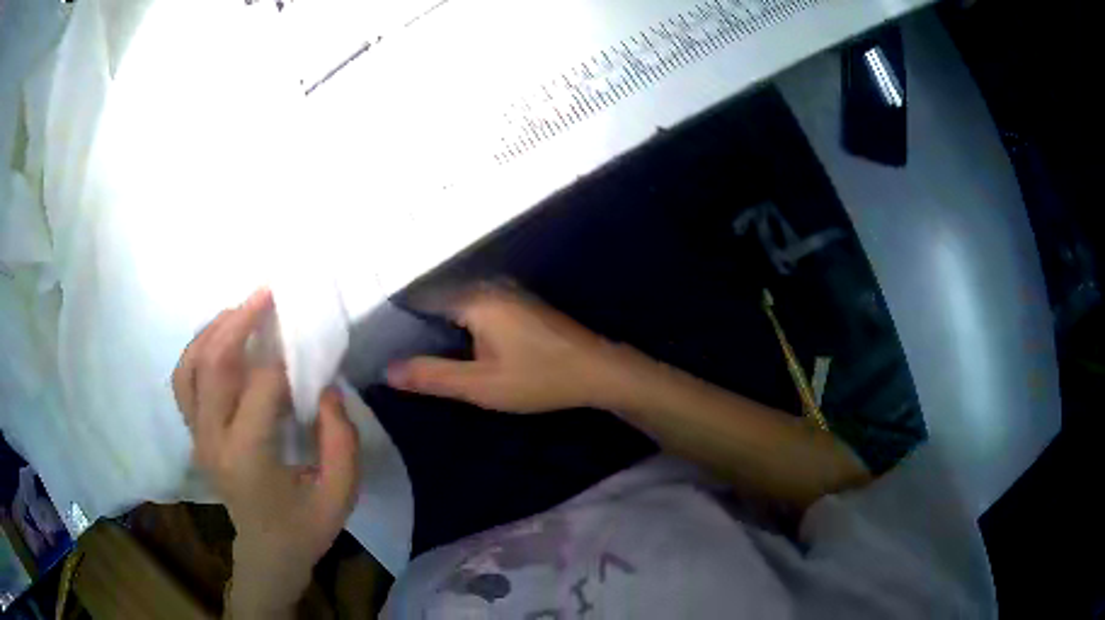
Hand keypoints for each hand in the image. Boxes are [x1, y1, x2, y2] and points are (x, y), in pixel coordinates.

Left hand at [173, 289, 358, 615]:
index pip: (261, 388)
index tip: (307, 343)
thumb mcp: (340, 495)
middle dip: (239, 321)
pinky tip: (220, 338)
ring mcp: (197, 436)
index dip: (286, 359)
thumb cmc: (305, 527)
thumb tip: (324, 388)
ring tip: (241, 310)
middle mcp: (212, 441)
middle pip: (213, 364)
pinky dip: (198, 350)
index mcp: (248, 459)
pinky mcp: (194, 433)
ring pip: (189, 367)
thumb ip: (341, 441)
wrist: (267, 553)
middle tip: (267, 294)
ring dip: (213, 330)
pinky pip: (185, 380)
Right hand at [387, 285, 614, 412]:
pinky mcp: (521, 304)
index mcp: (474, 299)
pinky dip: (464, 327)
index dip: (399, 324)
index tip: (383, 345)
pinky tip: (460, 348)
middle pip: (440, 301)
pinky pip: (479, 309)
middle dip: (419, 327)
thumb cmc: (538, 378)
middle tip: (400, 356)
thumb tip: (388, 370)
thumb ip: (433, 376)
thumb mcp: (481, 385)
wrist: (597, 370)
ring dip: (442, 328)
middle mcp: (488, 286)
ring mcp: (508, 292)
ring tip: (423, 355)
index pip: (421, 301)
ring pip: (460, 306)